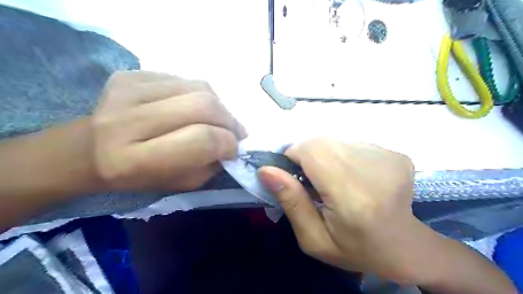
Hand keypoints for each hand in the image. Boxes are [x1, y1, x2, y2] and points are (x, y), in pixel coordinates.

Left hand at [93, 71, 246, 190]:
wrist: (87, 151)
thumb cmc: (136, 176)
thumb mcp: (178, 184)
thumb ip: (209, 166)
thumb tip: (232, 143)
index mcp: (135, 160)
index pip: (202, 139)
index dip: (228, 143)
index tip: (235, 149)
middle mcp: (128, 120)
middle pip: (202, 106)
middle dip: (229, 120)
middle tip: (236, 131)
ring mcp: (127, 90)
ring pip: (197, 87)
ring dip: (219, 105)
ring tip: (220, 119)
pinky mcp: (130, 75)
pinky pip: (183, 79)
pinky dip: (199, 94)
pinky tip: (195, 107)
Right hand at [258, 139, 419, 280]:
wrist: (403, 246)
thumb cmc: (355, 248)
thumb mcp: (314, 239)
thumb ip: (291, 202)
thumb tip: (266, 170)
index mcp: (352, 197)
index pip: (312, 151)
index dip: (294, 156)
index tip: (292, 174)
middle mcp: (373, 170)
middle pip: (322, 142)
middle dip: (307, 156)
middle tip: (312, 181)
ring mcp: (388, 158)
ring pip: (336, 141)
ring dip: (325, 156)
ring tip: (333, 180)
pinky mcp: (395, 154)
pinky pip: (353, 143)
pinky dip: (343, 156)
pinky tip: (352, 177)